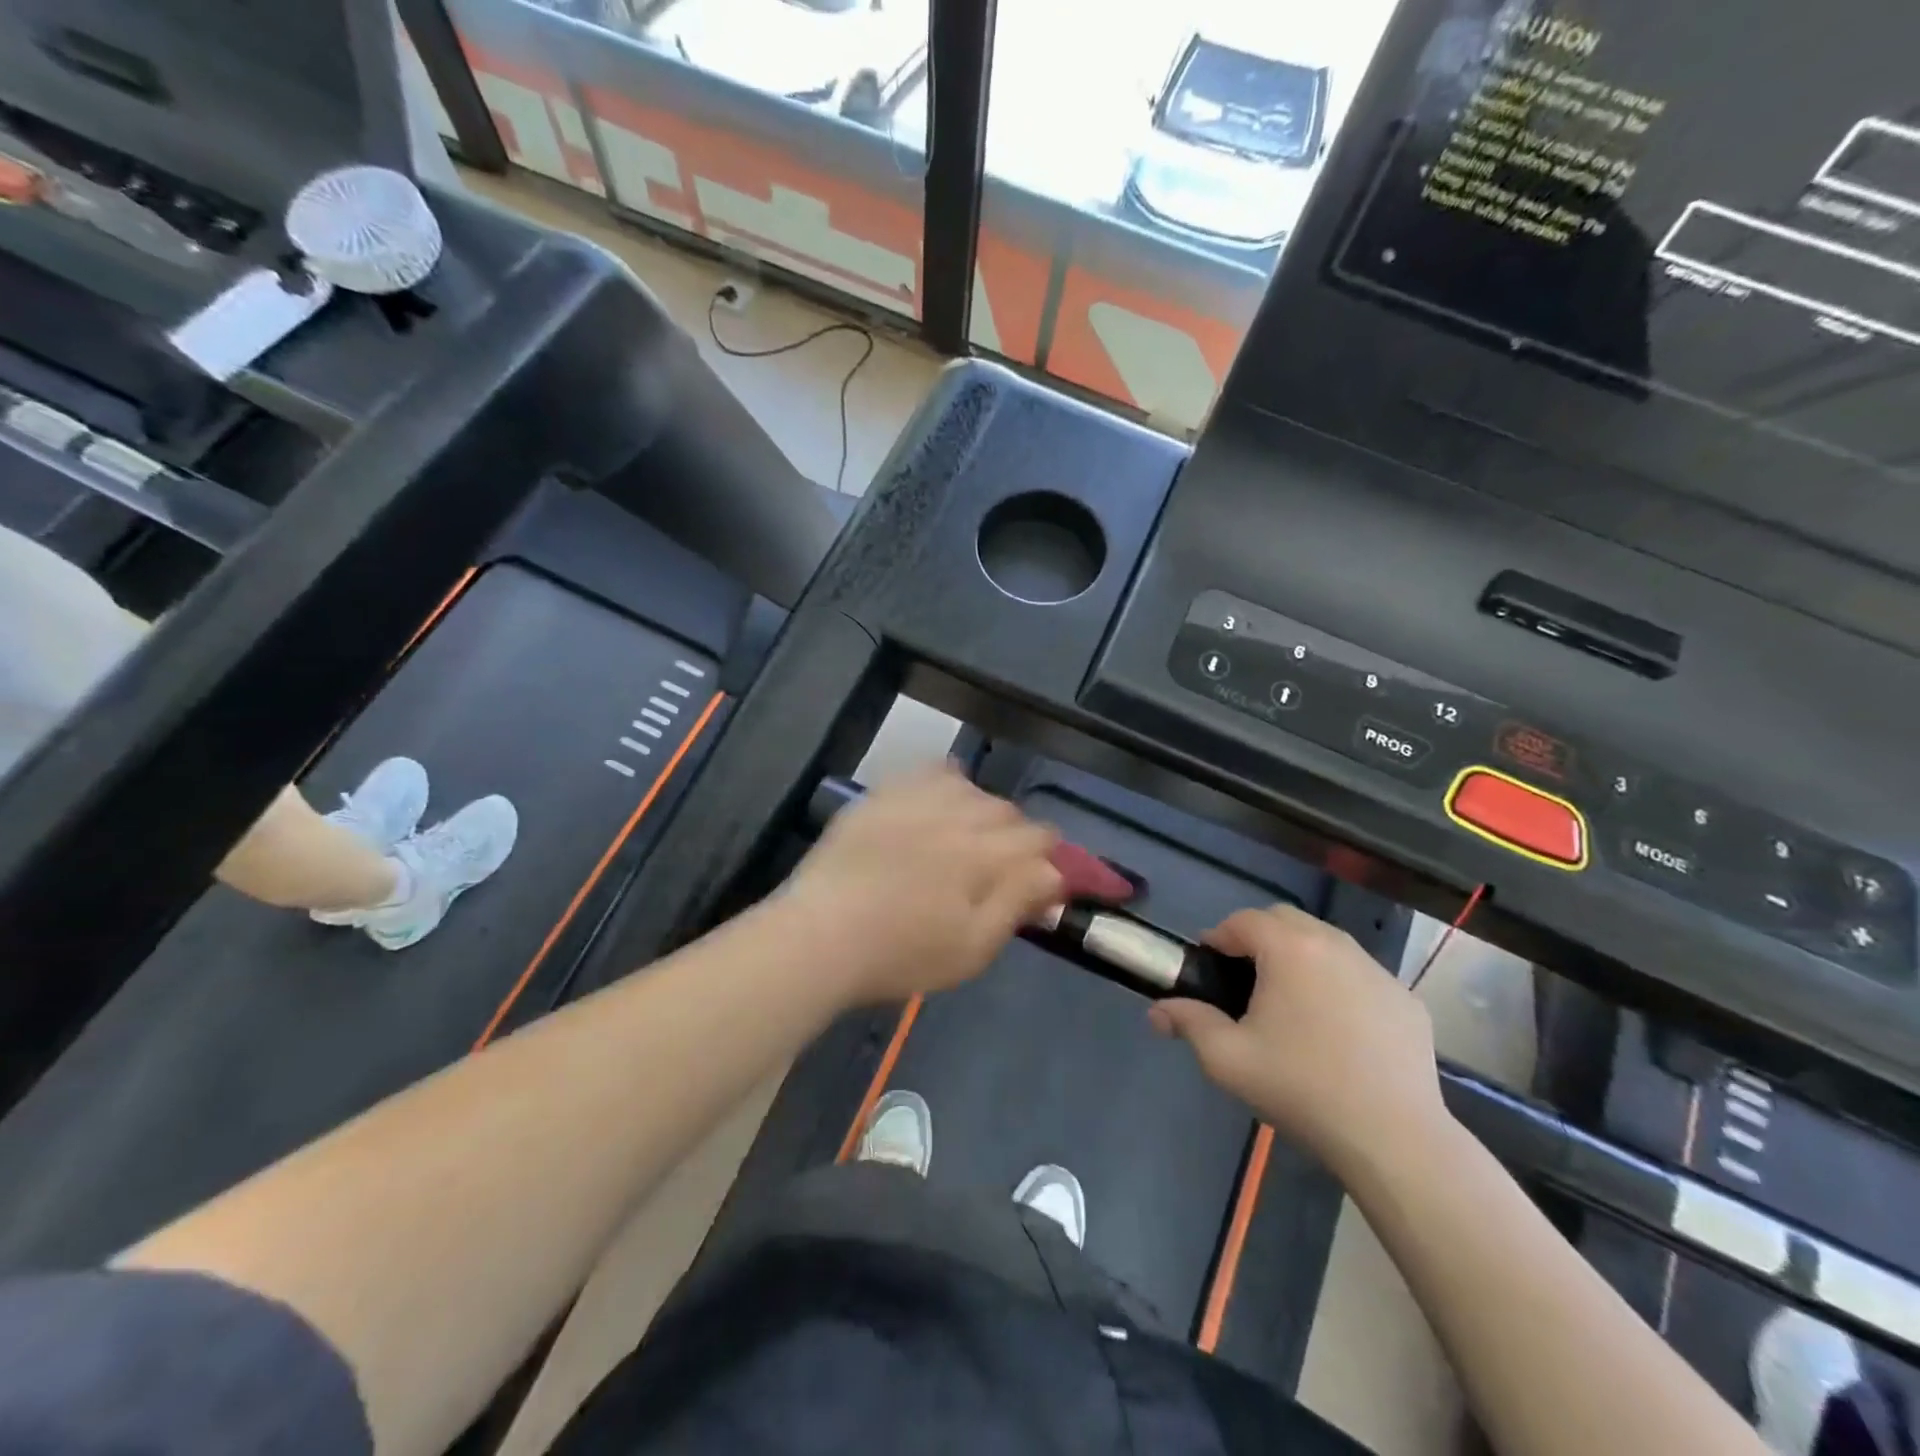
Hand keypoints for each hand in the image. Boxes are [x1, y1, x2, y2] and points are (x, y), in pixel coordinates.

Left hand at [783, 766, 1065, 1005]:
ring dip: (978, 809)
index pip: (1040, 837)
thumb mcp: (972, 947)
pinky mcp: (882, 795)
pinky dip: (941, 784)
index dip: (1047, 857)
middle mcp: (957, 814)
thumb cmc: (901, 954)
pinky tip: (933, 806)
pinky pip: (927, 772)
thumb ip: (1018, 903)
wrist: (821, 936)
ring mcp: (916, 799)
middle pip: (1006, 810)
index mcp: (985, 855)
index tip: (1037, 880)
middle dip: (1013, 837)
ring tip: (962, 838)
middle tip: (995, 870)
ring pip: (971, 787)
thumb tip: (1053, 872)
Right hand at [1148, 904, 1447, 1175]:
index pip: (1243, 920)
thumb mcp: (1227, 1059)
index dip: (1219, 938)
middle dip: (1259, 939)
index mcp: (1289, 949)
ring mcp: (1377, 971)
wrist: (1395, 1139)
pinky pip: (1360, 975)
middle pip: (1286, 920)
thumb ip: (1188, 1023)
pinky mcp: (1406, 999)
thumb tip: (1157, 1011)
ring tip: (1290, 1003)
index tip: (1210, 969)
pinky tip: (1337, 1030)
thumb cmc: (1301, 1088)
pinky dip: (1340, 984)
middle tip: (1245, 982)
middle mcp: (1335, 944)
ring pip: (1326, 943)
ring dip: (1300, 957)